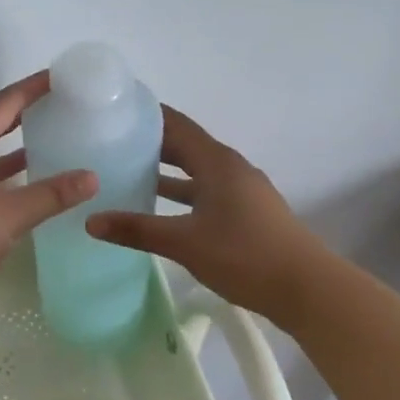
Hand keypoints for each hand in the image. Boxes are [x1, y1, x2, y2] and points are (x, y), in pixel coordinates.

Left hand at [0, 71, 96, 319]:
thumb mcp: (10, 212)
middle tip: (59, 108)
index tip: (59, 76)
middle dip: (23, 115)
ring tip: (49, 146)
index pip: (3, 103)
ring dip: (14, 152)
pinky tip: (26, 193)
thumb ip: (51, 194)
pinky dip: (4, 181)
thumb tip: (91, 176)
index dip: (31, 88)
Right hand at [85, 105, 328, 325]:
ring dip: (166, 169)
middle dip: (151, 141)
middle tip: (112, 140)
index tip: (115, 109)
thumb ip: (136, 229)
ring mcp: (243, 190)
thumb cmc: (245, 255)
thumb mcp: (184, 242)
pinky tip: (162, 207)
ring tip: (128, 170)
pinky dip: (182, 191)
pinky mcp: (248, 212)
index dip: (148, 114)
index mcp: (216, 162)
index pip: (176, 124)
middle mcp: (230, 168)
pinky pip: (206, 189)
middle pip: (185, 145)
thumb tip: (90, 222)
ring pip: (196, 170)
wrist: (309, 291)